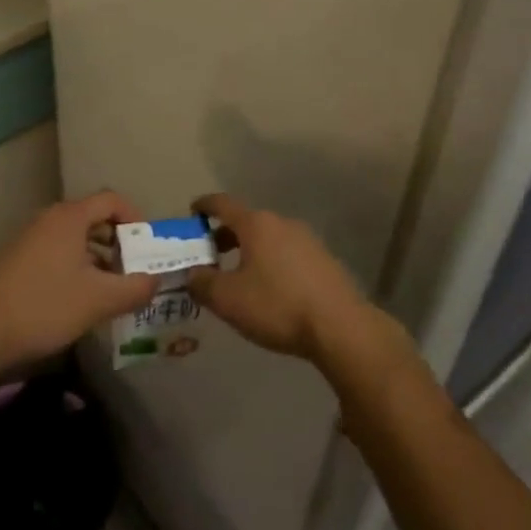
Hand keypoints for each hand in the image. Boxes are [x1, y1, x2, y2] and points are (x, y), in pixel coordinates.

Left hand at [0, 190, 156, 373]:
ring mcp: (27, 240)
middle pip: (93, 219)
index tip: (146, 247)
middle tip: (131, 272)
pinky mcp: (14, 262)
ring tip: (107, 292)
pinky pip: (54, 254)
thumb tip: (156, 281)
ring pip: (73, 240)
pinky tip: (75, 302)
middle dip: (117, 244)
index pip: (112, 200)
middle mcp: (48, 219)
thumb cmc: (43, 306)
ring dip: (96, 260)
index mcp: (70, 217)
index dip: (135, 219)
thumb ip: (134, 288)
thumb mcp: (98, 300)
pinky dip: (73, 269)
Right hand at [185, 194, 381, 362]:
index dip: (204, 205)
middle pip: (246, 221)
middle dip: (224, 235)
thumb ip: (202, 283)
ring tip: (237, 276)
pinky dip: (270, 261)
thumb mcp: (228, 299)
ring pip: (268, 238)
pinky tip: (268, 289)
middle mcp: (281, 222)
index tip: (192, 211)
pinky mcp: (322, 259)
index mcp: (256, 224)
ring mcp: (306, 239)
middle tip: (209, 255)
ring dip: (248, 250)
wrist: (339, 325)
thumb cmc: (277, 305)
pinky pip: (286, 252)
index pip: (223, 204)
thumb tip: (191, 273)